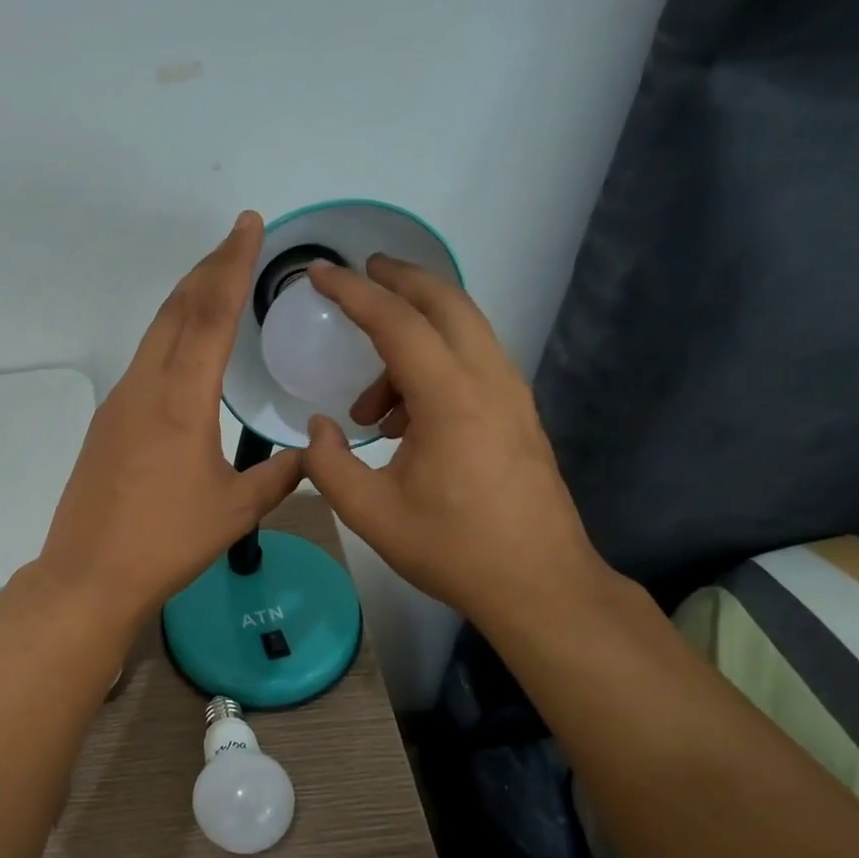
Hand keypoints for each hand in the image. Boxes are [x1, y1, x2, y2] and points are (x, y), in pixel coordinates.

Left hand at [36, 211, 304, 632]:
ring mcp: (119, 402)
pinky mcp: (106, 422)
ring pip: (156, 333)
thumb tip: (308, 455)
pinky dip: (170, 336)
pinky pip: (144, 361)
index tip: (247, 224)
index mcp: (181, 399)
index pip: (210, 314)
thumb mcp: (235, 511)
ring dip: (186, 300)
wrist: (90, 573)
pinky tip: (185, 349)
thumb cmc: (167, 542)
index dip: (232, 264)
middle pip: (177, 309)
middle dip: (208, 268)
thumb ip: (278, 477)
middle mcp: (145, 387)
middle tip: (236, 239)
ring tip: (215, 281)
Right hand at [300, 255, 603, 627]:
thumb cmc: (452, 549)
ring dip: (414, 338)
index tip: (319, 273)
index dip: (354, 293)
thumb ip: (328, 464)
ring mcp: (512, 395)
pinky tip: (406, 421)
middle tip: (361, 273)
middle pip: (446, 303)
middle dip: (400, 279)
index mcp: (451, 399)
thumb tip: (319, 428)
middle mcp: (489, 381)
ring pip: (463, 332)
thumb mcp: (370, 513)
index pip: (397, 323)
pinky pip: (473, 363)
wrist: (540, 585)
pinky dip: (434, 365)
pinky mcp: (519, 414)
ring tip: (369, 406)